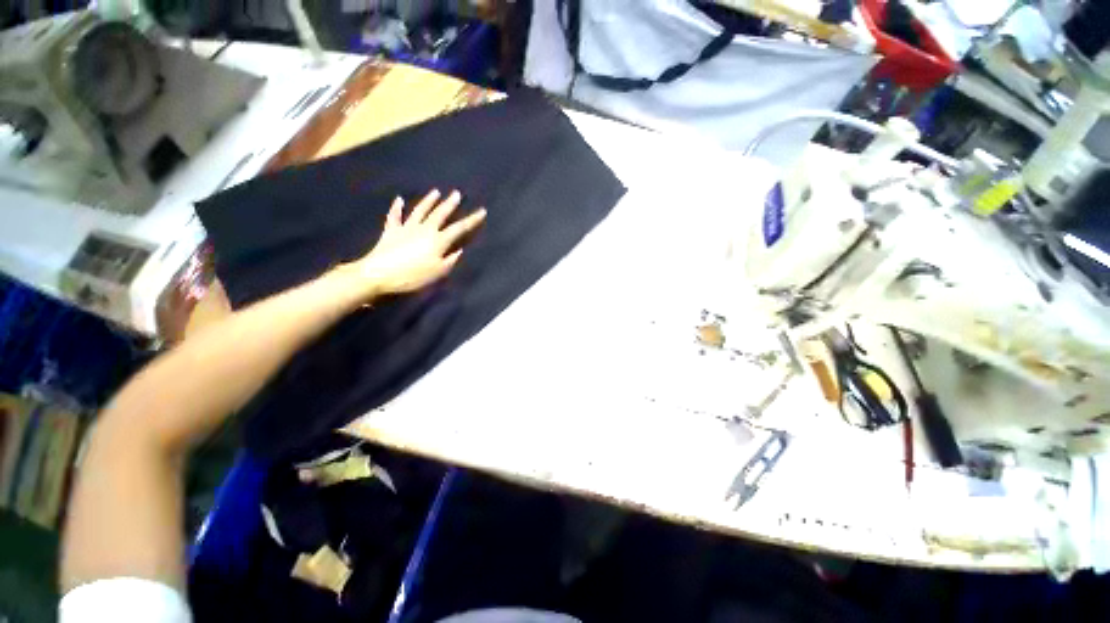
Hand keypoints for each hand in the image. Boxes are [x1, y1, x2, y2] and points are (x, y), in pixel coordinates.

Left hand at [347, 189, 485, 296]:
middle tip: (456, 193)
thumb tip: (459, 250)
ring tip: (435, 192)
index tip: (482, 211)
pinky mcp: (391, 231)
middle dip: (450, 204)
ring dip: (428, 201)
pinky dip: (397, 208)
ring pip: (420, 211)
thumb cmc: (413, 276)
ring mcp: (406, 228)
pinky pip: (394, 217)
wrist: (379, 274)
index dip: (472, 220)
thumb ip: (450, 260)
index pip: (459, 228)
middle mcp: (424, 230)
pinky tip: (399, 200)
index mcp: (438, 240)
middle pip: (440, 214)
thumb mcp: (438, 272)